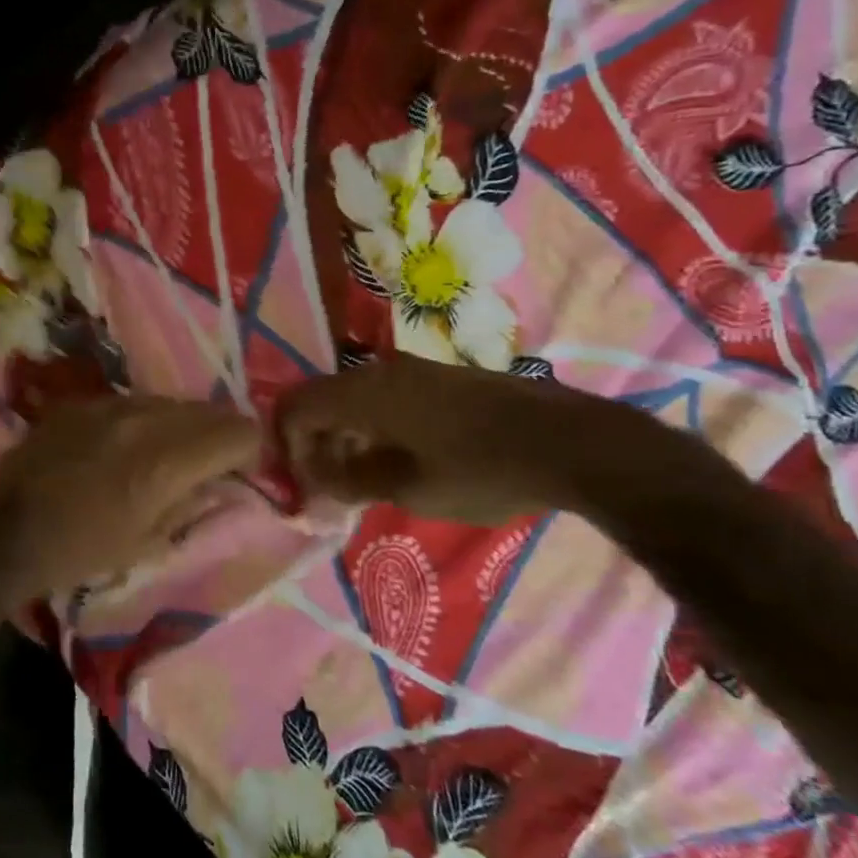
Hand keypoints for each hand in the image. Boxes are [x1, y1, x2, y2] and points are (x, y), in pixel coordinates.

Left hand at [0, 397, 259, 608]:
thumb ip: (192, 503)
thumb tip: (219, 481)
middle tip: (212, 463)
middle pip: (207, 409)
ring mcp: (108, 404)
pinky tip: (125, 446)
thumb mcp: (148, 542)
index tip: (241, 472)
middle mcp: (143, 419)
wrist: (5, 531)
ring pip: (169, 401)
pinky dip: (143, 421)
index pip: (237, 430)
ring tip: (167, 455)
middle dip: (219, 434)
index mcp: (165, 460)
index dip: (250, 451)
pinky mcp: (81, 401)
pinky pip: (131, 402)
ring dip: (181, 425)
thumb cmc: (80, 550)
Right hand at [277, 353, 663, 524]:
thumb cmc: (481, 470)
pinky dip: (375, 425)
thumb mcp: (409, 489)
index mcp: (364, 392)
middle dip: (315, 441)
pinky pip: (386, 395)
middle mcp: (380, 370)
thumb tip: (318, 477)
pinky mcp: (440, 376)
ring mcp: (413, 369)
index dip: (286, 442)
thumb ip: (352, 480)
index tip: (301, 480)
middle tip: (328, 484)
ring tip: (362, 477)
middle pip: (323, 398)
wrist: (570, 442)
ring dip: (346, 434)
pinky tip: (399, 457)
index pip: (296, 405)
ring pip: (355, 396)